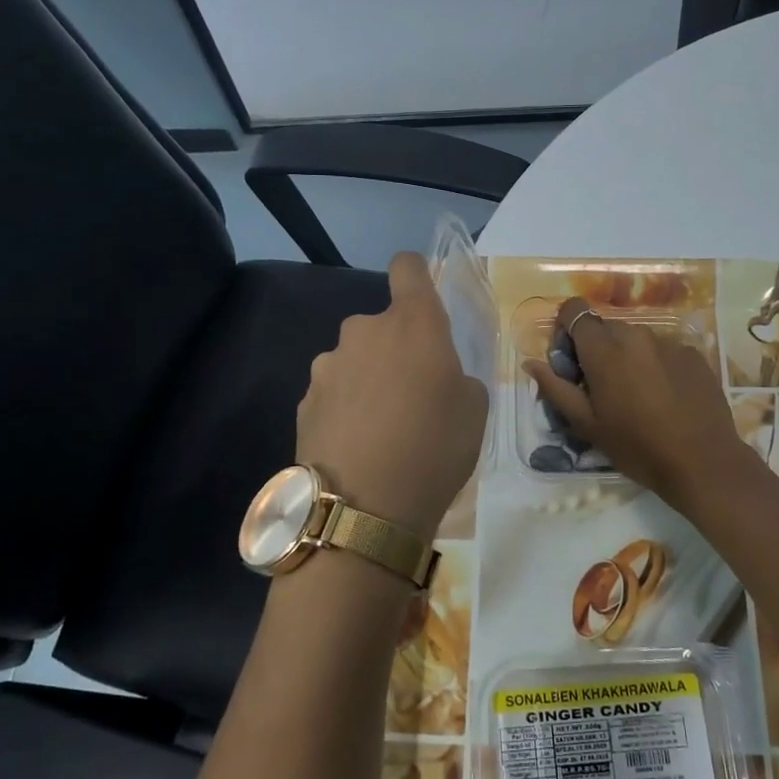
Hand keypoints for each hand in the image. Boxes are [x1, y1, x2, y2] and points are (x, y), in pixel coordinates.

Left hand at [298, 252, 488, 540]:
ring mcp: (328, 365)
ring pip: (355, 360)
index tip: (422, 299)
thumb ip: (456, 375)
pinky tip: (355, 447)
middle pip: (382, 325)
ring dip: (367, 379)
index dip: (415, 274)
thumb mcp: (474, 410)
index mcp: (413, 324)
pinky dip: (345, 408)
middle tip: (412, 395)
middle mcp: (364, 331)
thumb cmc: (434, 450)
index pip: (408, 268)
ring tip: (380, 429)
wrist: (363, 510)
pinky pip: (333, 392)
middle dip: (395, 349)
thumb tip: (436, 376)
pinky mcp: (304, 400)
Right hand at [525, 298, 753, 509]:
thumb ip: (556, 389)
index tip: (570, 361)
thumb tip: (531, 363)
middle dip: (596, 349)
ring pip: (635, 339)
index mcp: (604, 349)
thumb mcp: (587, 425)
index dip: (566, 329)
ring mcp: (669, 342)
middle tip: (601, 387)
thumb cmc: (636, 447)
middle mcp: (636, 335)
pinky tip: (665, 398)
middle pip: (605, 327)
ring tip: (637, 396)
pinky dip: (656, 365)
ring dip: (627, 357)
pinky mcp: (694, 354)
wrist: (702, 462)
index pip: (575, 310)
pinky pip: (663, 350)